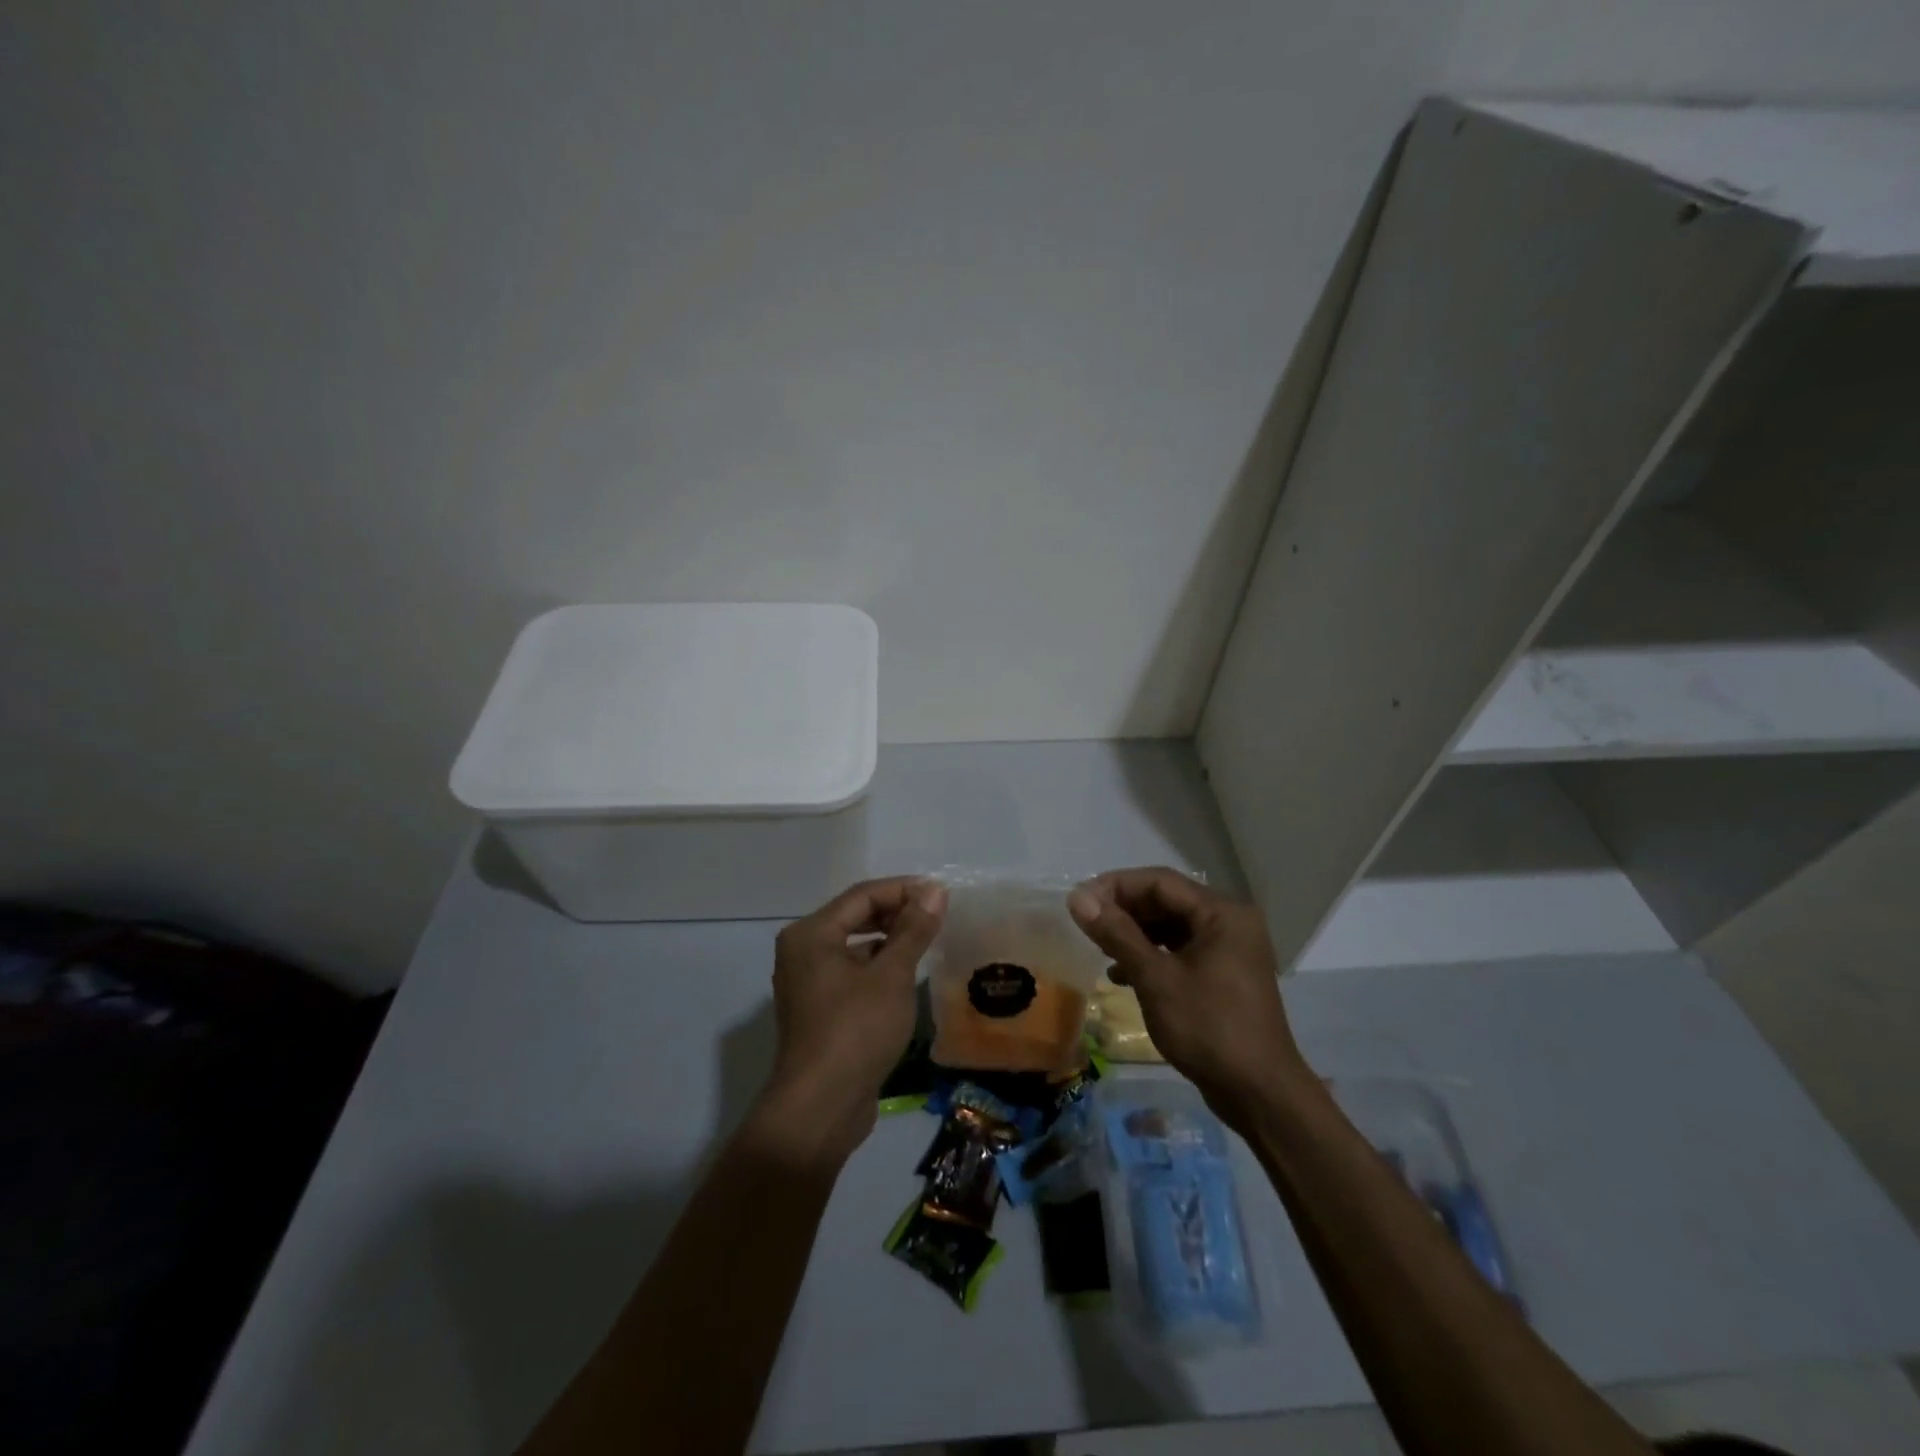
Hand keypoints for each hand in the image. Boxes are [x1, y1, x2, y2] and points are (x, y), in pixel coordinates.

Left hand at [751, 876, 947, 1169]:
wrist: (820, 1108)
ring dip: (889, 941)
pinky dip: (878, 967)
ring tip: (927, 942)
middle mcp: (802, 951)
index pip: (862, 895)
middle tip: (936, 915)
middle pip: (855, 917)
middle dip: (897, 913)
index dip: (904, 889)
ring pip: (854, 946)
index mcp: (811, 934)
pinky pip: (851, 972)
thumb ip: (914, 929)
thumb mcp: (892, 975)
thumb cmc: (856, 1030)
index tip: (941, 893)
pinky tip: (906, 977)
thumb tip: (935, 891)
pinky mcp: (818, 1010)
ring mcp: (807, 982)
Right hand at [1069, 868, 1307, 1129]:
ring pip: (1171, 926)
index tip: (1079, 901)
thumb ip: (1117, 934)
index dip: (1115, 886)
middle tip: (1085, 923)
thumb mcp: (1156, 979)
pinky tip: (1121, 974)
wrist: (1260, 1095)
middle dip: (1124, 910)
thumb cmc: (1209, 1029)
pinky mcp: (1224, 975)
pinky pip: (1181, 950)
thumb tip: (1077, 898)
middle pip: (1167, 901)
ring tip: (1098, 947)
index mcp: (1222, 913)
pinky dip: (1151, 956)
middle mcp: (1230, 922)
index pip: (1160, 881)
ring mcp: (1229, 949)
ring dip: (1134, 934)